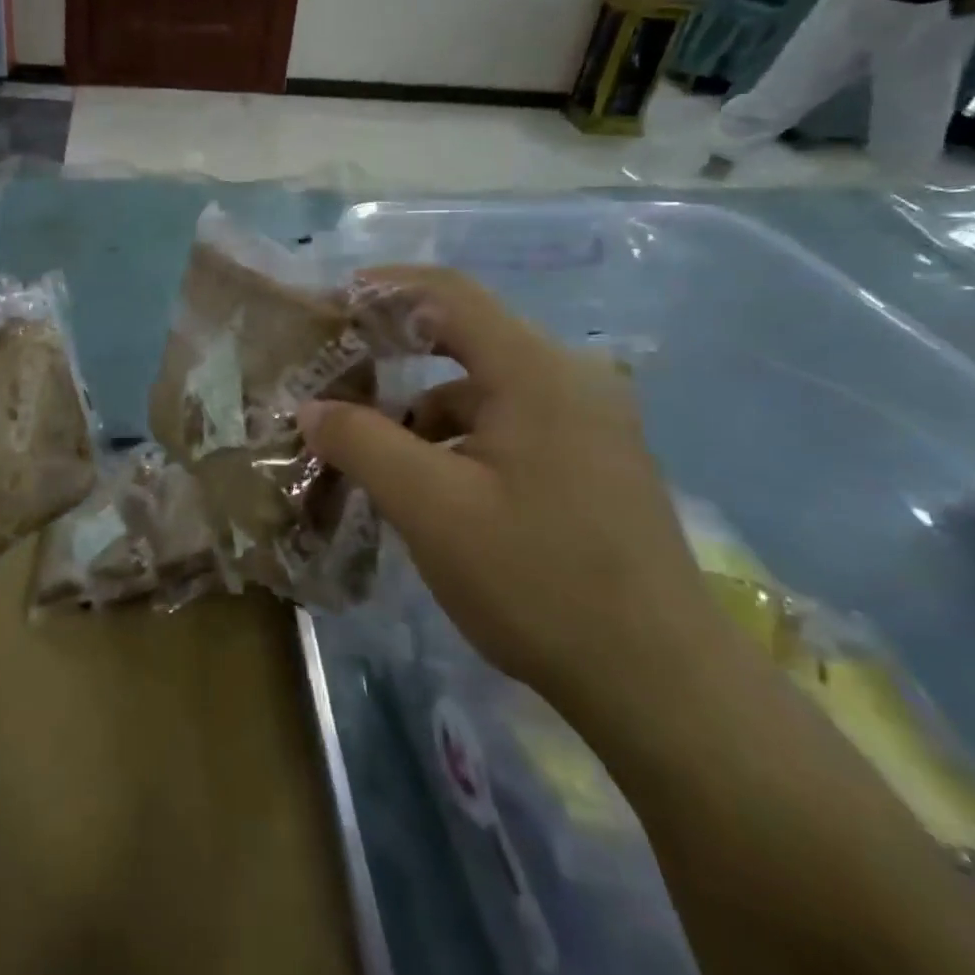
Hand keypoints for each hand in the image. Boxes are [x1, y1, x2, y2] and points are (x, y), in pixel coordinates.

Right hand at [297, 267, 723, 725]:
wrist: (662, 686)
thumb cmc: (538, 580)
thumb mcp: (430, 508)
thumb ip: (362, 443)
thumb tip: (311, 407)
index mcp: (535, 370)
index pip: (448, 293)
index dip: (384, 287)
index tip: (331, 305)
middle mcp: (570, 378)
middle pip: (466, 336)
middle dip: (396, 351)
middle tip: (338, 373)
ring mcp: (590, 420)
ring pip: (486, 387)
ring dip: (424, 406)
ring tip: (374, 448)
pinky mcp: (595, 460)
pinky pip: (511, 422)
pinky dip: (460, 437)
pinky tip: (434, 484)